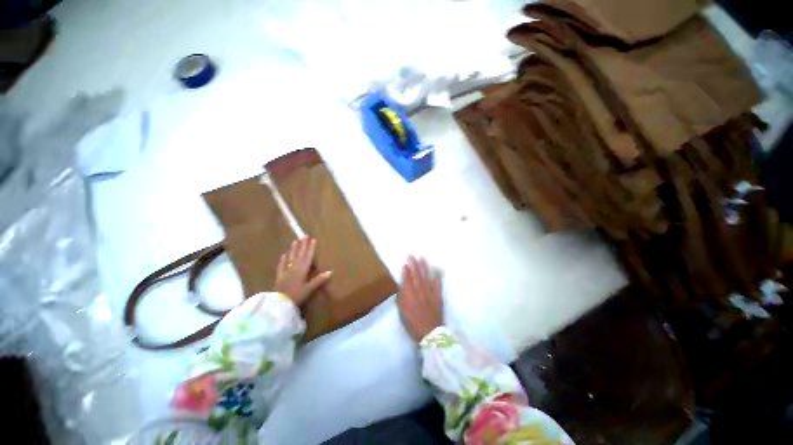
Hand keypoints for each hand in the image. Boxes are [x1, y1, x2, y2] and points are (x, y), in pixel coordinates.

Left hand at [275, 237, 331, 305]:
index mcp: (302, 270)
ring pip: (291, 258)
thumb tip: (331, 271)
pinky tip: (284, 254)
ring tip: (295, 241)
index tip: (313, 239)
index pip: (308, 257)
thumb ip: (319, 280)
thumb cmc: (296, 296)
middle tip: (304, 235)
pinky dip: (283, 260)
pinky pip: (281, 266)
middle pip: (299, 255)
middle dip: (303, 245)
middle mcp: (294, 268)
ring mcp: (286, 271)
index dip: (311, 248)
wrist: (279, 303)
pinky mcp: (279, 276)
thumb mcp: (309, 289)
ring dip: (293, 249)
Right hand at [397, 256, 442, 342]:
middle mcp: (420, 290)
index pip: (407, 279)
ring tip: (422, 258)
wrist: (430, 332)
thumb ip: (401, 298)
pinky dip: (437, 278)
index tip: (405, 263)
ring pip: (426, 277)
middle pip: (416, 275)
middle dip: (413, 264)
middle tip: (411, 255)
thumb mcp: (402, 312)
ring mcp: (430, 292)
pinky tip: (437, 272)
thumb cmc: (412, 323)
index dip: (406, 271)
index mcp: (410, 294)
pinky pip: (437, 285)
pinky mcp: (438, 296)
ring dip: (424, 267)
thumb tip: (401, 288)